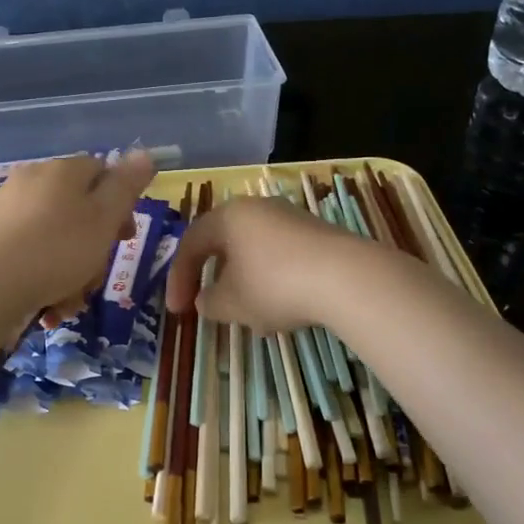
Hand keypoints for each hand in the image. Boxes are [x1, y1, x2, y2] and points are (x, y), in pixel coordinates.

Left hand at [0, 152, 157, 321]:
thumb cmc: (56, 250)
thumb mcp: (104, 218)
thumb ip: (126, 186)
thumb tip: (143, 152)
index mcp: (62, 170)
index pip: (101, 171)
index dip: (120, 203)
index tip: (126, 237)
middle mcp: (32, 182)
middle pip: (78, 211)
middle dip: (93, 249)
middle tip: (95, 278)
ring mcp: (6, 211)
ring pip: (55, 240)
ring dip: (70, 275)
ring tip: (68, 304)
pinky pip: (29, 256)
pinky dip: (42, 280)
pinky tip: (45, 308)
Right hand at [166, 196, 374, 333]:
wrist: (346, 277)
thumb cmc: (274, 285)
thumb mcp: (231, 302)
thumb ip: (209, 302)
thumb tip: (205, 300)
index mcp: (228, 216)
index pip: (191, 243)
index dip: (178, 278)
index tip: (177, 311)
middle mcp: (257, 208)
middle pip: (224, 243)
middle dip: (213, 278)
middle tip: (207, 305)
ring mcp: (291, 218)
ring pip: (254, 252)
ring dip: (244, 283)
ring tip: (248, 315)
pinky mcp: (317, 234)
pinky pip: (282, 257)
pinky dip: (272, 281)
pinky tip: (281, 308)